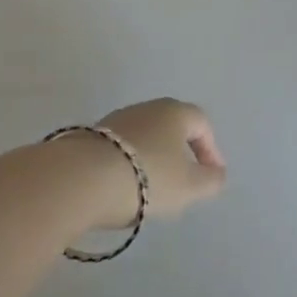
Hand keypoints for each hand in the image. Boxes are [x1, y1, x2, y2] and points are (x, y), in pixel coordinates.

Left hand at [78, 98, 226, 227]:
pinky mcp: (89, 137)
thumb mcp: (188, 186)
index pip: (202, 124)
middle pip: (171, 127)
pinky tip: (121, 187)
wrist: (79, 180)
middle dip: (180, 152)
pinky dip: (127, 165)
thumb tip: (217, 174)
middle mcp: (147, 108)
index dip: (210, 149)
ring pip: (144, 137)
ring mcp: (115, 120)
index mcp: (175, 112)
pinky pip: (119, 150)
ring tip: (149, 188)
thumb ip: (210, 181)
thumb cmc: (146, 178)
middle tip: (183, 180)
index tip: (211, 175)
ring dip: (151, 158)